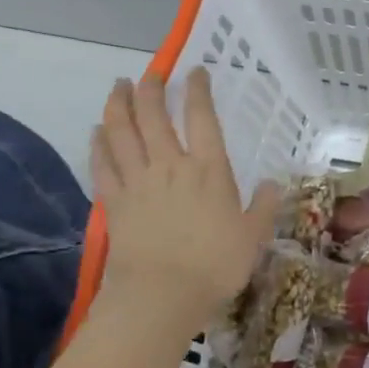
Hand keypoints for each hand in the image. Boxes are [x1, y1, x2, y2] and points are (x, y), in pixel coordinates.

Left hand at [88, 69, 281, 329]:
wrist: (161, 295)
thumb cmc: (215, 266)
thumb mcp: (253, 237)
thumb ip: (263, 207)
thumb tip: (272, 184)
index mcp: (208, 170)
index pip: (202, 118)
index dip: (198, 90)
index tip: (195, 71)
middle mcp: (170, 165)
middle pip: (154, 116)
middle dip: (151, 88)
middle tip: (151, 73)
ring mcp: (138, 181)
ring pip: (122, 132)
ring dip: (119, 105)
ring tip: (119, 87)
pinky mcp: (114, 202)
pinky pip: (103, 164)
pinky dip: (98, 143)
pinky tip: (97, 132)